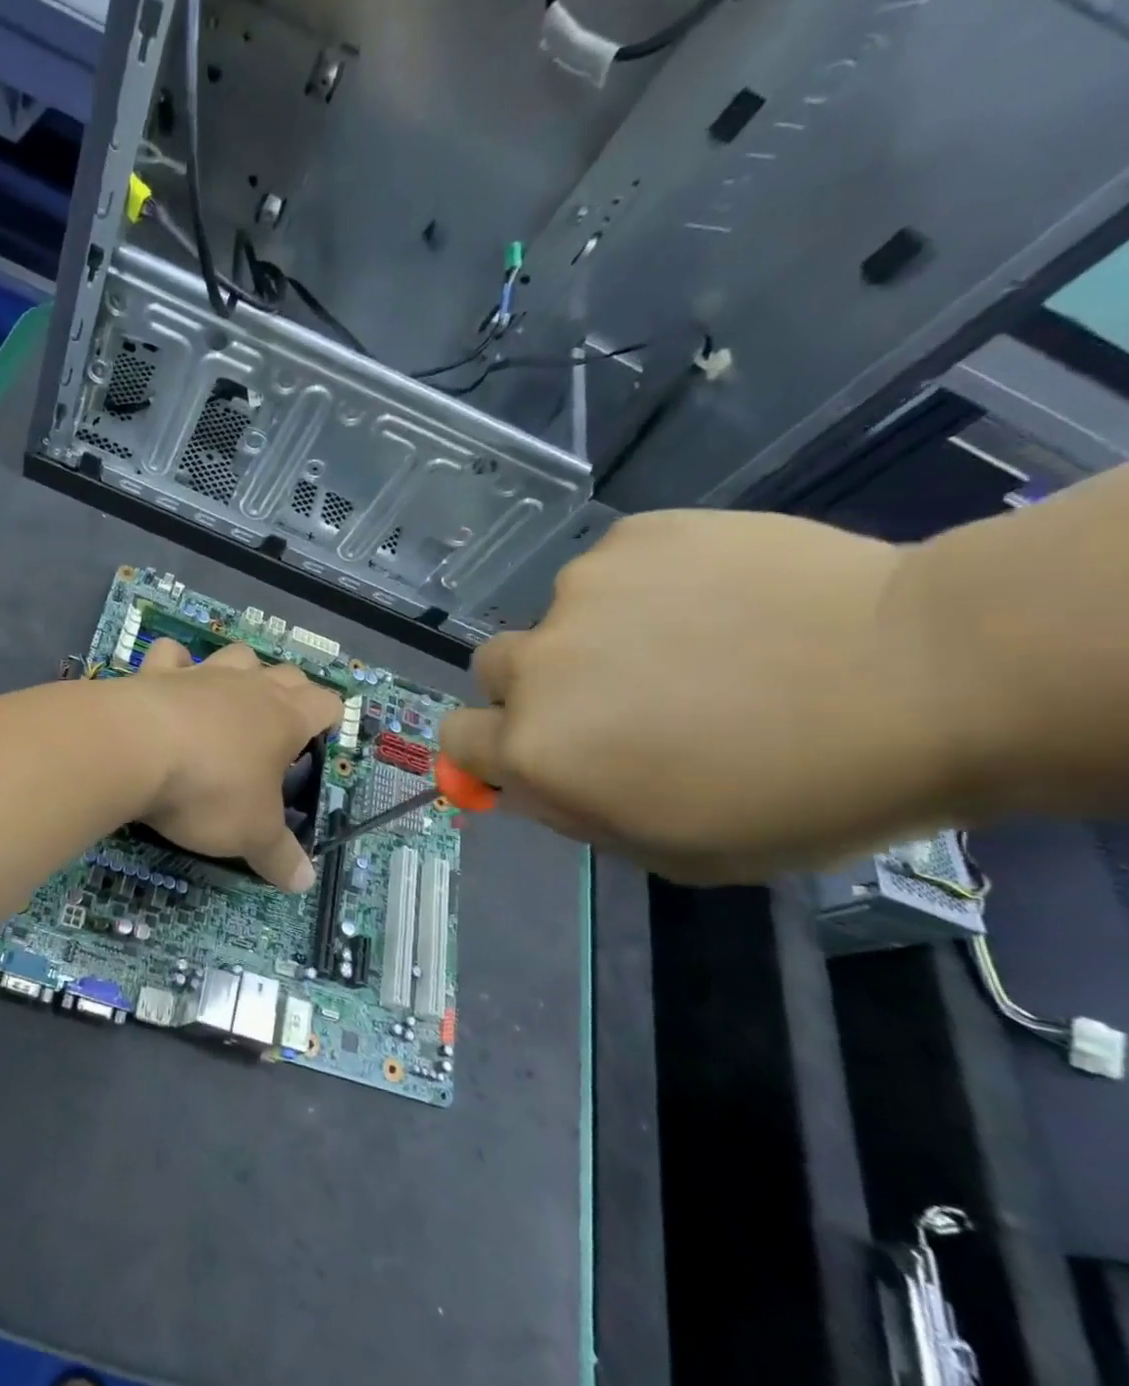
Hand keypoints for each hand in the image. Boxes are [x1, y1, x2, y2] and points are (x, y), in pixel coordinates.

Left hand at [127, 638, 342, 891]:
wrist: (134, 749)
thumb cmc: (209, 790)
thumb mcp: (251, 834)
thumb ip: (278, 856)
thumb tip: (305, 883)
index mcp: (285, 719)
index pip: (325, 704)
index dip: (329, 718)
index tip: (322, 738)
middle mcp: (249, 687)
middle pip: (286, 674)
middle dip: (291, 692)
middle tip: (280, 726)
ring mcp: (202, 674)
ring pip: (236, 656)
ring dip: (241, 670)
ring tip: (232, 698)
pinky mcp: (157, 672)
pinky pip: (172, 654)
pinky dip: (175, 663)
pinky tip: (171, 679)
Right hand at [440, 510, 964, 883]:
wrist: (928, 673)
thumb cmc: (800, 792)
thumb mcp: (674, 849)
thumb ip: (578, 812)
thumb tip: (530, 779)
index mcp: (537, 748)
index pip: (456, 740)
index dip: (489, 750)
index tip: (533, 753)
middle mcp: (536, 665)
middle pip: (493, 671)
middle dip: (535, 689)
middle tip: (618, 699)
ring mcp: (580, 591)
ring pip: (561, 620)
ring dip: (598, 637)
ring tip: (697, 644)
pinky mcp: (632, 537)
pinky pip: (612, 569)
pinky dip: (644, 588)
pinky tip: (720, 602)